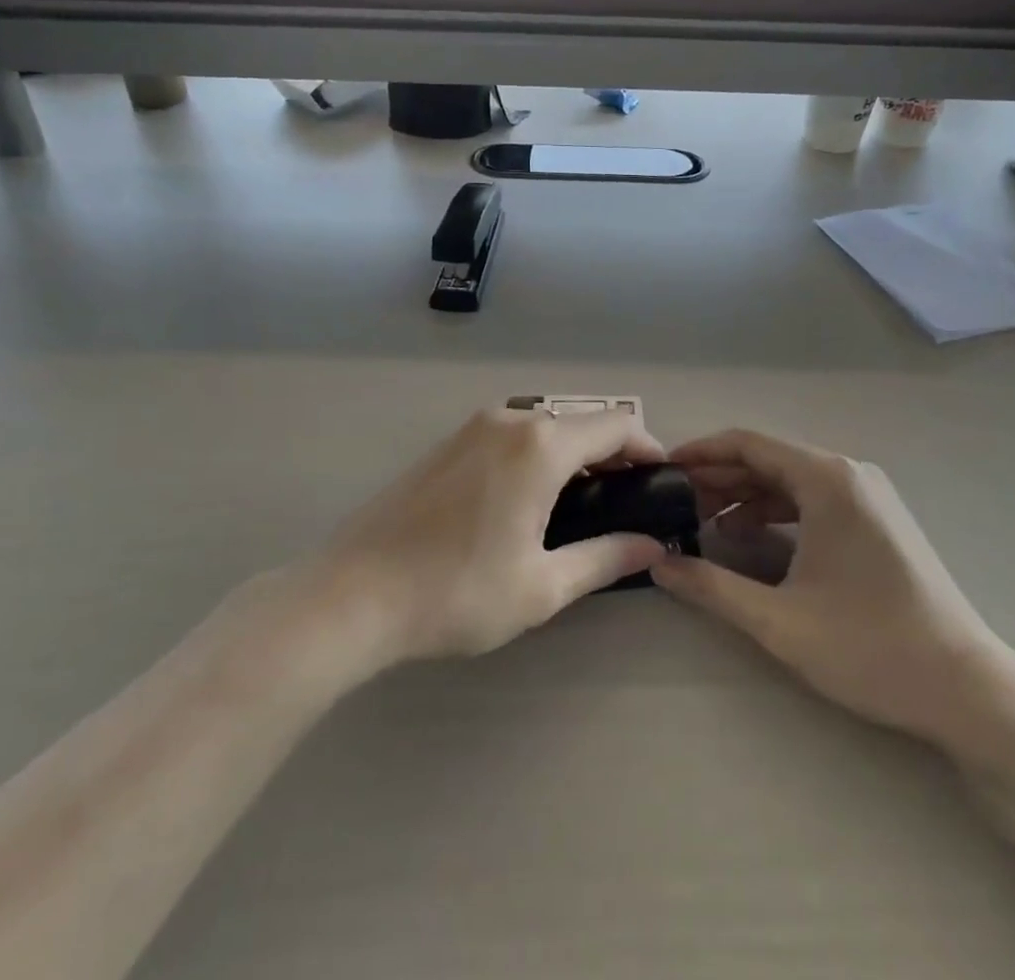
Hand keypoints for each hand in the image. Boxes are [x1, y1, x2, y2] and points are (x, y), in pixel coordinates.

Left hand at [316, 407, 666, 665]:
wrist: (354, 593)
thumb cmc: (458, 592)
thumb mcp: (542, 585)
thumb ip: (604, 558)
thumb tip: (650, 544)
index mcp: (541, 446)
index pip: (616, 424)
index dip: (648, 448)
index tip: (660, 483)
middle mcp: (510, 420)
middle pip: (581, 421)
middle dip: (611, 453)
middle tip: (624, 502)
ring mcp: (473, 427)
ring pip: (544, 426)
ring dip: (572, 453)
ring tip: (580, 506)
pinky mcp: (448, 443)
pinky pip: (510, 435)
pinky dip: (536, 454)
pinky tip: (528, 499)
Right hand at [653, 429, 1010, 741]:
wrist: (967, 690)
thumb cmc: (871, 647)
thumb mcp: (780, 621)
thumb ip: (711, 587)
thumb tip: (657, 565)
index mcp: (826, 480)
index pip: (748, 443)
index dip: (700, 453)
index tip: (663, 470)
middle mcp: (848, 474)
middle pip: (768, 458)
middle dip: (719, 477)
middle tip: (674, 501)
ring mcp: (867, 496)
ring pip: (790, 479)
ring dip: (745, 495)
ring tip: (703, 521)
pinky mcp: (876, 520)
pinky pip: (812, 499)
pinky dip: (776, 511)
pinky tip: (750, 537)